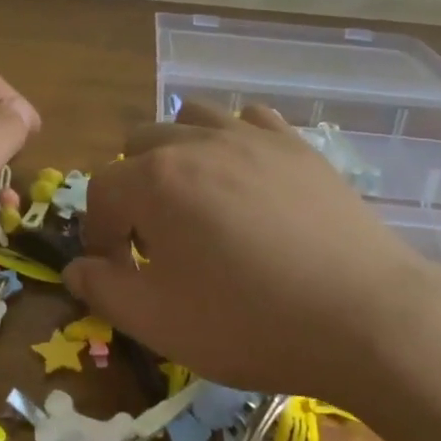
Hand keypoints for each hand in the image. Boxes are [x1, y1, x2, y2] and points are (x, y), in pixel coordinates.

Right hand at [63, 102, 440, 401]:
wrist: (365, 317)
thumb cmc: (249, 322)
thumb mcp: (159, 321)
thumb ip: (103, 290)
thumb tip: (75, 268)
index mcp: (154, 180)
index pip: (101, 192)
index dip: (99, 233)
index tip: (116, 270)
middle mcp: (196, 142)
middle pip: (139, 144)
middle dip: (132, 187)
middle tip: (154, 237)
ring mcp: (251, 136)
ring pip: (191, 118)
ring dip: (177, 151)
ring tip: (194, 197)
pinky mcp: (296, 144)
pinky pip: (248, 119)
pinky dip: (232, 138)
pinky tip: (245, 175)